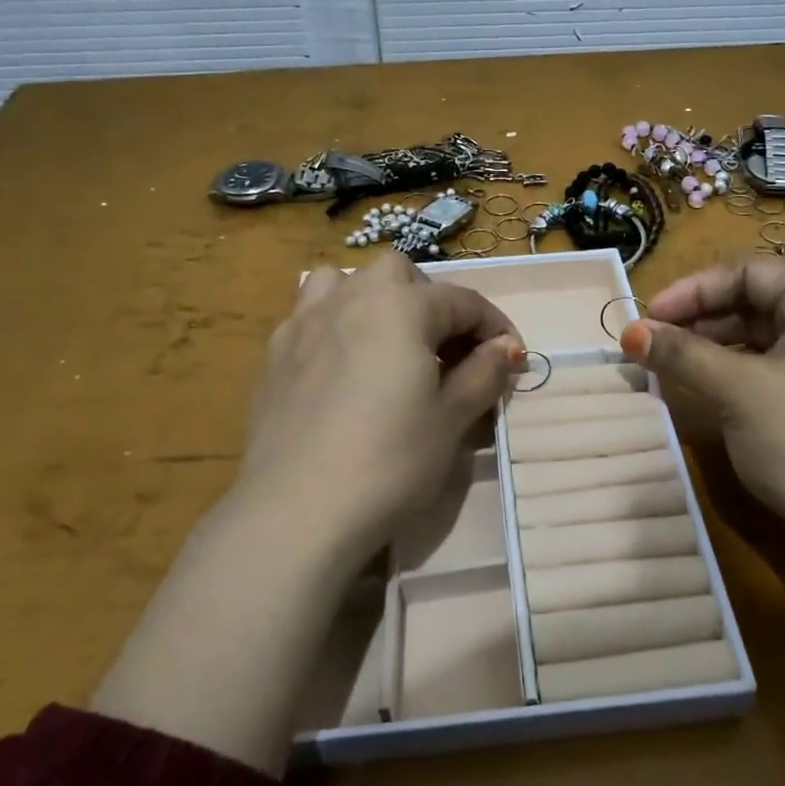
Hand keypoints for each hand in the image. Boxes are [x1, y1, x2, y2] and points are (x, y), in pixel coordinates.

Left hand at [238, 253, 525, 550]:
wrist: (298, 509)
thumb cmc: (390, 461)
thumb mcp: (451, 419)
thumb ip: (483, 373)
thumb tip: (505, 348)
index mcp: (401, 306)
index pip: (463, 301)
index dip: (495, 327)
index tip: (511, 360)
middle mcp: (350, 297)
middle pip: (400, 275)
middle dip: (432, 301)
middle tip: (447, 350)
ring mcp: (304, 322)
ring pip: (344, 282)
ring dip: (374, 299)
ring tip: (387, 342)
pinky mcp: (274, 354)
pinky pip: (311, 317)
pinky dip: (336, 326)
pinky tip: (342, 368)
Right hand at [620, 258, 784, 534]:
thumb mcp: (739, 389)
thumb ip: (682, 354)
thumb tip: (628, 331)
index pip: (749, 272)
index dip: (692, 289)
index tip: (647, 316)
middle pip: (753, 300)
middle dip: (697, 318)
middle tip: (649, 342)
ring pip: (757, 336)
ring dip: (708, 346)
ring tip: (665, 364)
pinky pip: (767, 366)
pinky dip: (729, 370)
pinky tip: (700, 385)